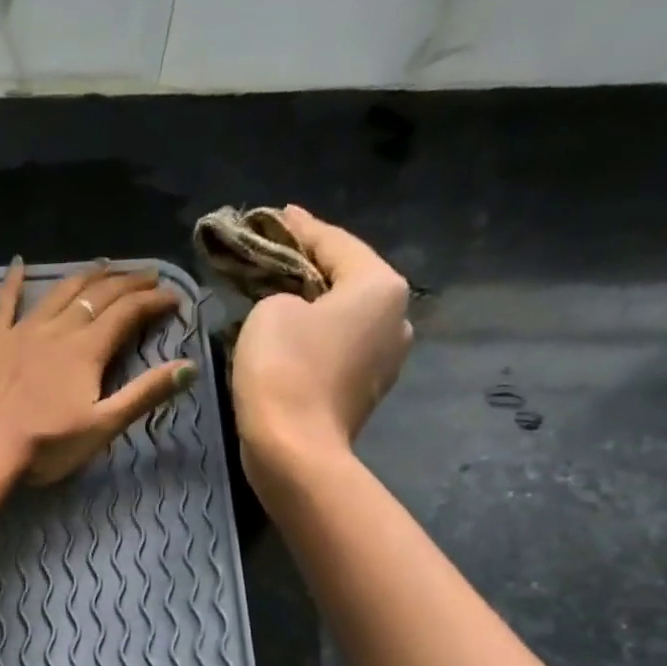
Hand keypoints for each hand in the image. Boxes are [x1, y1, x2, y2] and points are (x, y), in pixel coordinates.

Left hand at [0, 258, 194, 485]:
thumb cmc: (47, 444)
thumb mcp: (103, 425)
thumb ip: (145, 394)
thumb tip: (189, 366)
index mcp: (88, 348)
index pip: (128, 312)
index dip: (154, 301)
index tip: (174, 297)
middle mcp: (58, 329)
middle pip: (98, 295)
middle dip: (127, 282)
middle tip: (147, 275)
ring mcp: (22, 330)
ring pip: (59, 291)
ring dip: (85, 276)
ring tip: (104, 266)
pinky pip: (4, 302)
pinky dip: (13, 281)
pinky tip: (18, 264)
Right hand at [230, 206, 411, 471]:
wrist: (295, 450)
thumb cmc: (283, 369)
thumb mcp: (269, 312)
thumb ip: (282, 293)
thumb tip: (294, 308)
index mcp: (380, 286)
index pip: (335, 243)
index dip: (300, 227)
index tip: (277, 215)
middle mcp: (397, 318)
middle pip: (347, 280)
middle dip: (310, 267)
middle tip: (275, 256)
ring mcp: (386, 360)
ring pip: (344, 318)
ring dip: (313, 306)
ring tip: (278, 297)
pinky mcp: (365, 392)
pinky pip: (338, 350)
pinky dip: (315, 338)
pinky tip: (289, 338)